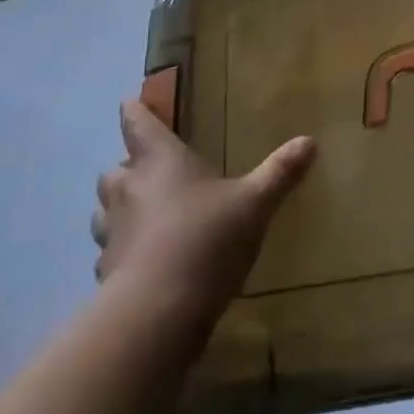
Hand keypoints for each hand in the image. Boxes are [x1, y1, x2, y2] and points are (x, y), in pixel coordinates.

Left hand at [91, 100, 315, 319]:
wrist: (157, 312)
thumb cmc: (207, 238)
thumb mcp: (255, 203)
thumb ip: (280, 172)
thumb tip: (310, 141)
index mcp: (160, 161)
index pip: (138, 124)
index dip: (134, 111)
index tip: (129, 101)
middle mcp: (129, 190)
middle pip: (115, 169)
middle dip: (128, 167)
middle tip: (149, 170)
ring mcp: (112, 234)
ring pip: (104, 212)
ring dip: (118, 210)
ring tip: (142, 215)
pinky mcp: (106, 274)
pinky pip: (110, 254)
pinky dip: (122, 252)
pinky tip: (143, 262)